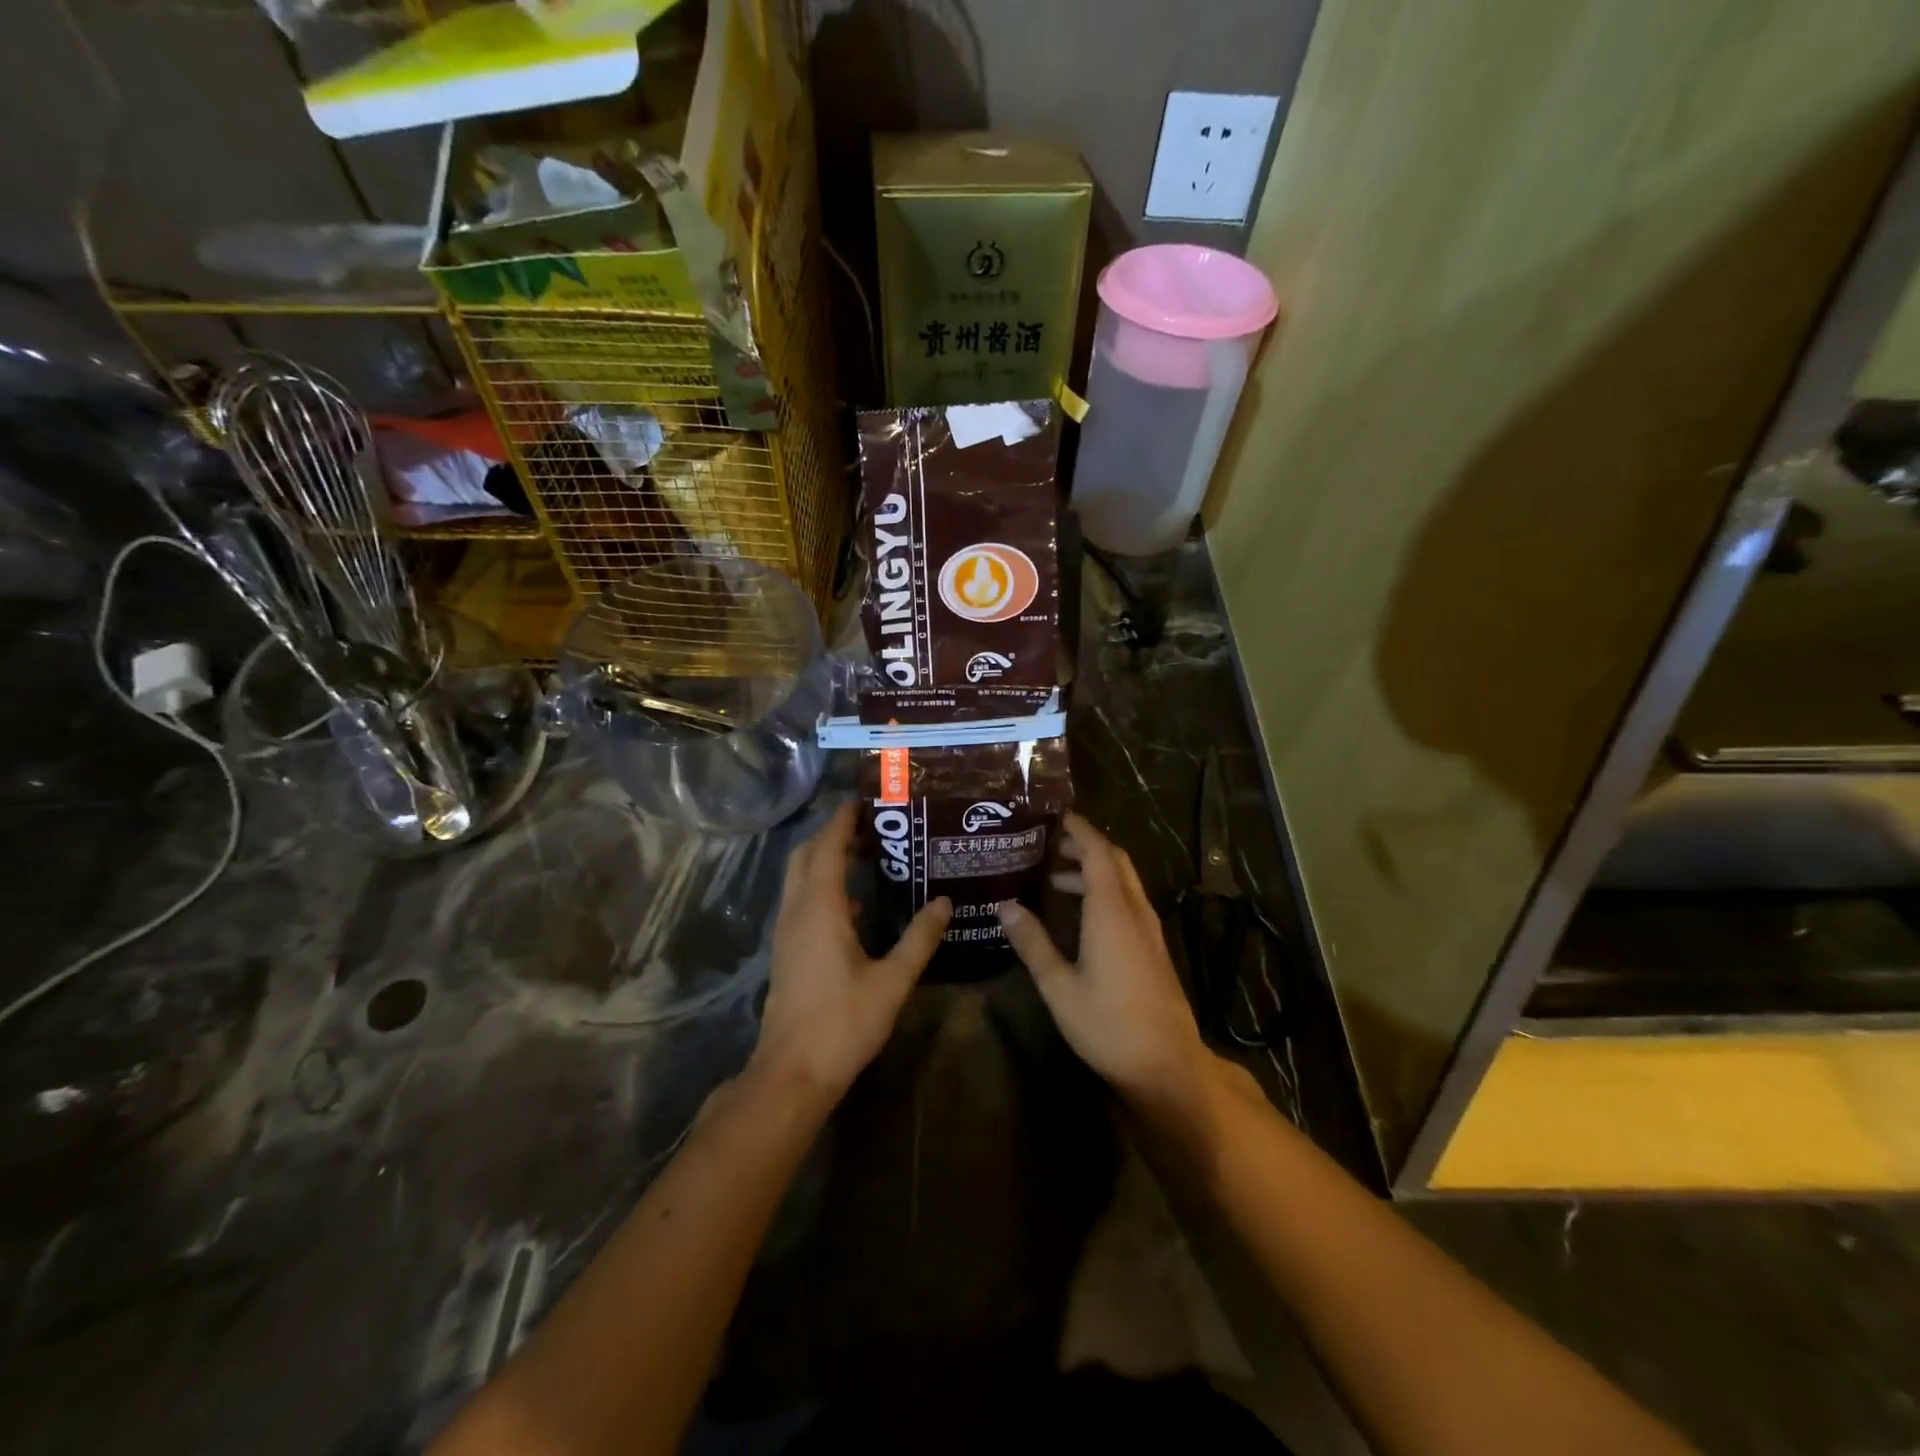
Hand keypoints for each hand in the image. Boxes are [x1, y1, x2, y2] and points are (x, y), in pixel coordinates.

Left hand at [749, 802, 950, 1111]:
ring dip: (825, 858)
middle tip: (871, 825)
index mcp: (819, 907)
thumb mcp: (892, 981)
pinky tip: (853, 903)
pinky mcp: (786, 950)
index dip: (843, 819)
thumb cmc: (843, 1023)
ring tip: (866, 853)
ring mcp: (786, 931)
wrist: (792, 1072)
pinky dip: (822, 885)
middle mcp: (796, 910)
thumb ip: (919, 938)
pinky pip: (801, 900)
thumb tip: (945, 902)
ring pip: (799, 877)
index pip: (827, 845)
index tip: (867, 800)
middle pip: (806, 854)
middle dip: (833, 833)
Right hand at [996, 813, 1213, 1109]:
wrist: (1167, 1066)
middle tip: (1048, 842)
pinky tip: (1080, 914)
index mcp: (1112, 912)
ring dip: (1093, 870)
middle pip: (1115, 861)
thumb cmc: (1108, 1025)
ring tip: (1053, 877)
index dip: (1078, 829)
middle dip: (1084, 845)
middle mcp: (1134, 911)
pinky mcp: (1153, 948)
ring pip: (1123, 881)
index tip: (1053, 815)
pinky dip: (1104, 891)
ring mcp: (1149, 930)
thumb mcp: (1059, 986)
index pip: (1098, 852)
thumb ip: (1033, 942)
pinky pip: (1128, 901)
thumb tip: (1004, 905)